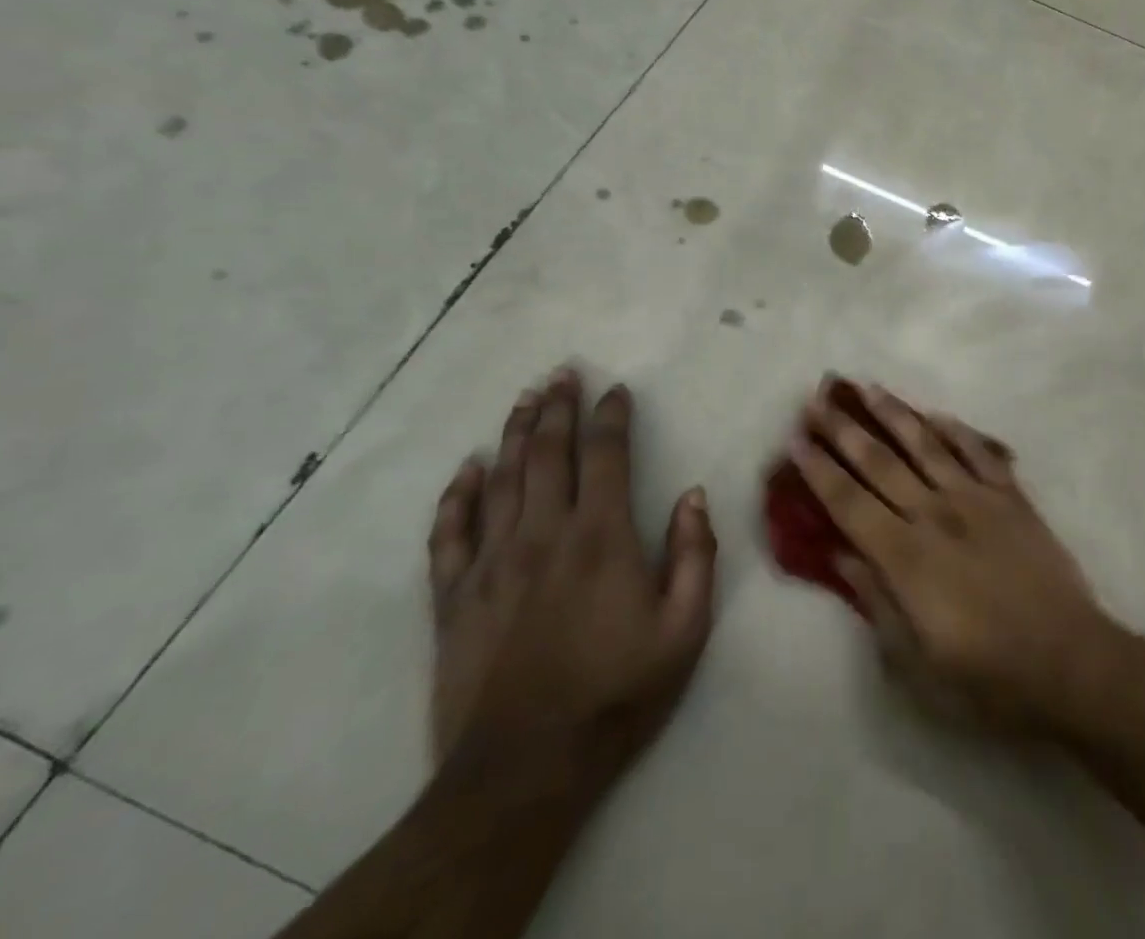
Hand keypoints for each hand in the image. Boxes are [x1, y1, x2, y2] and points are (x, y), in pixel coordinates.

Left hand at [427, 371, 717, 779]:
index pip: (605, 455)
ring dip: (515, 433)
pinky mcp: (454, 598)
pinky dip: (457, 496)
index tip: (617, 389)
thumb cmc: (616, 693)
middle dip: (557, 407)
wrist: (523, 771)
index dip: (611, 416)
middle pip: (547, 453)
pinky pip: (449, 533)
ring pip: (501, 479)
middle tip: (561, 373)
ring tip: (525, 398)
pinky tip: (467, 469)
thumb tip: (693, 495)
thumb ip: (695, 555)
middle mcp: (542, 535)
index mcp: (600, 537)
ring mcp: (491, 564)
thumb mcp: (685, 628)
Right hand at [789, 377, 1110, 733]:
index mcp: (906, 557)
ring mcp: (977, 499)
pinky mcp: (1012, 497)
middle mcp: (935, 514)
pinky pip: (979, 451)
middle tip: (817, 399)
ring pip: (927, 444)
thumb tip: (842, 555)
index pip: (849, 502)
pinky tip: (937, 415)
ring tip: (868, 388)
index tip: (795, 440)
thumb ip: (876, 601)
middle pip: (880, 462)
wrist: (1069, 661)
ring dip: (894, 414)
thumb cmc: (986, 677)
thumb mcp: (915, 663)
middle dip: (844, 430)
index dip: (819, 470)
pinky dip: (956, 430)